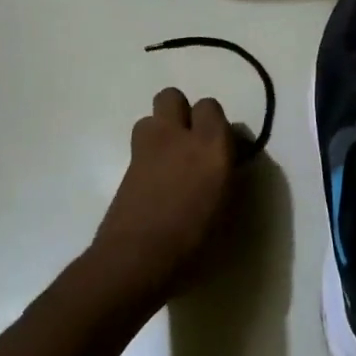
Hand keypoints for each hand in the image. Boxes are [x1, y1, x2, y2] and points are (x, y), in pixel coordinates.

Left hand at [91, 88, 236, 302]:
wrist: (138, 258)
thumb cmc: (194, 238)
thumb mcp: (228, 206)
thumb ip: (229, 174)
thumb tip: (228, 160)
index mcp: (210, 144)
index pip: (210, 106)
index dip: (214, 122)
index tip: (223, 145)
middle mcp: (177, 136)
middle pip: (171, 97)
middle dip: (181, 111)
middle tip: (192, 141)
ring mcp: (146, 148)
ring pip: (150, 118)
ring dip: (161, 130)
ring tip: (171, 159)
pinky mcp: (126, 166)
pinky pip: (140, 145)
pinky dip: (150, 155)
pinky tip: (157, 182)